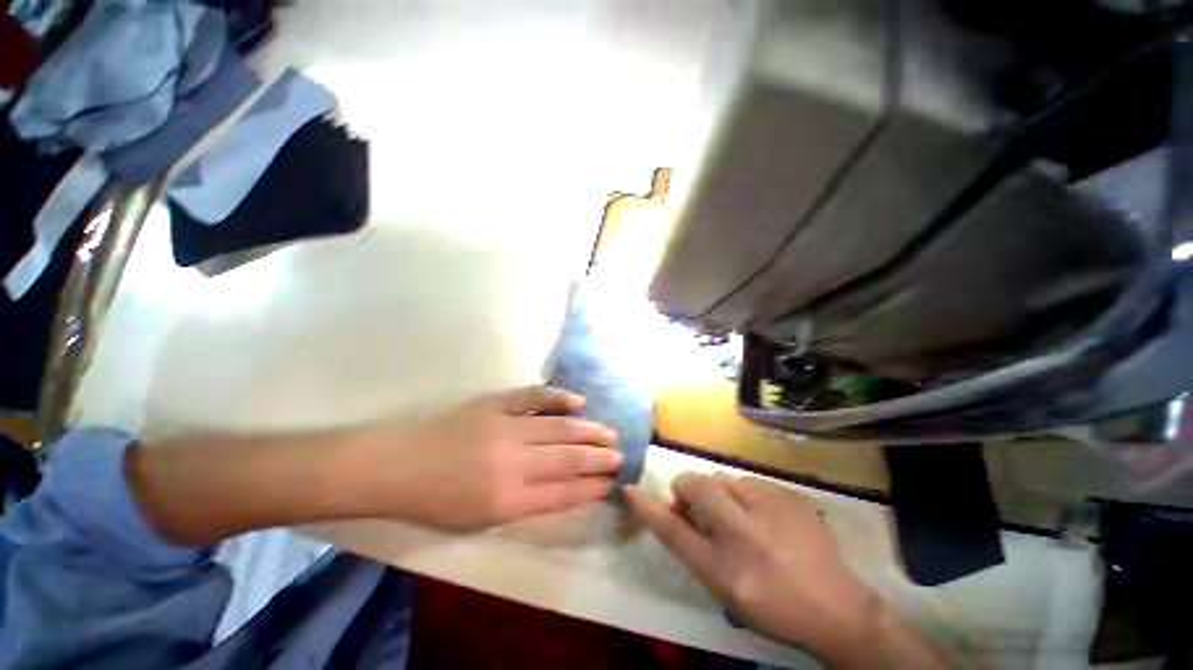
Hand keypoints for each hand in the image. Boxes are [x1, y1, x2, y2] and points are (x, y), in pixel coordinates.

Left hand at [345, 386, 621, 530]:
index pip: (563, 492)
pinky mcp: (495, 404)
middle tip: (620, 455)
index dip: (591, 487)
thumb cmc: (435, 501)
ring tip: (610, 433)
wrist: (396, 464)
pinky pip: (534, 397)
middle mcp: (512, 463)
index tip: (611, 483)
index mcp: (506, 500)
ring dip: (589, 430)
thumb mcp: (480, 519)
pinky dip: (559, 398)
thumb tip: (562, 488)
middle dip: (599, 458)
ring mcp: (505, 428)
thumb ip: (525, 504)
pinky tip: (579, 401)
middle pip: (568, 458)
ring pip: (559, 428)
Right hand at [624, 474, 879, 663]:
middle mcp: (745, 534)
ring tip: (737, 516)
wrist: (839, 609)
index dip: (648, 508)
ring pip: (722, 478)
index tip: (630, 489)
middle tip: (699, 509)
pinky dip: (744, 494)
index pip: (673, 531)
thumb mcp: (724, 589)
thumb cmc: (773, 606)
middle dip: (688, 489)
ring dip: (718, 493)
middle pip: (696, 485)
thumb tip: (673, 509)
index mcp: (725, 570)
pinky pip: (748, 481)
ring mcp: (772, 509)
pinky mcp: (789, 495)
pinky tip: (763, 516)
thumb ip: (692, 547)